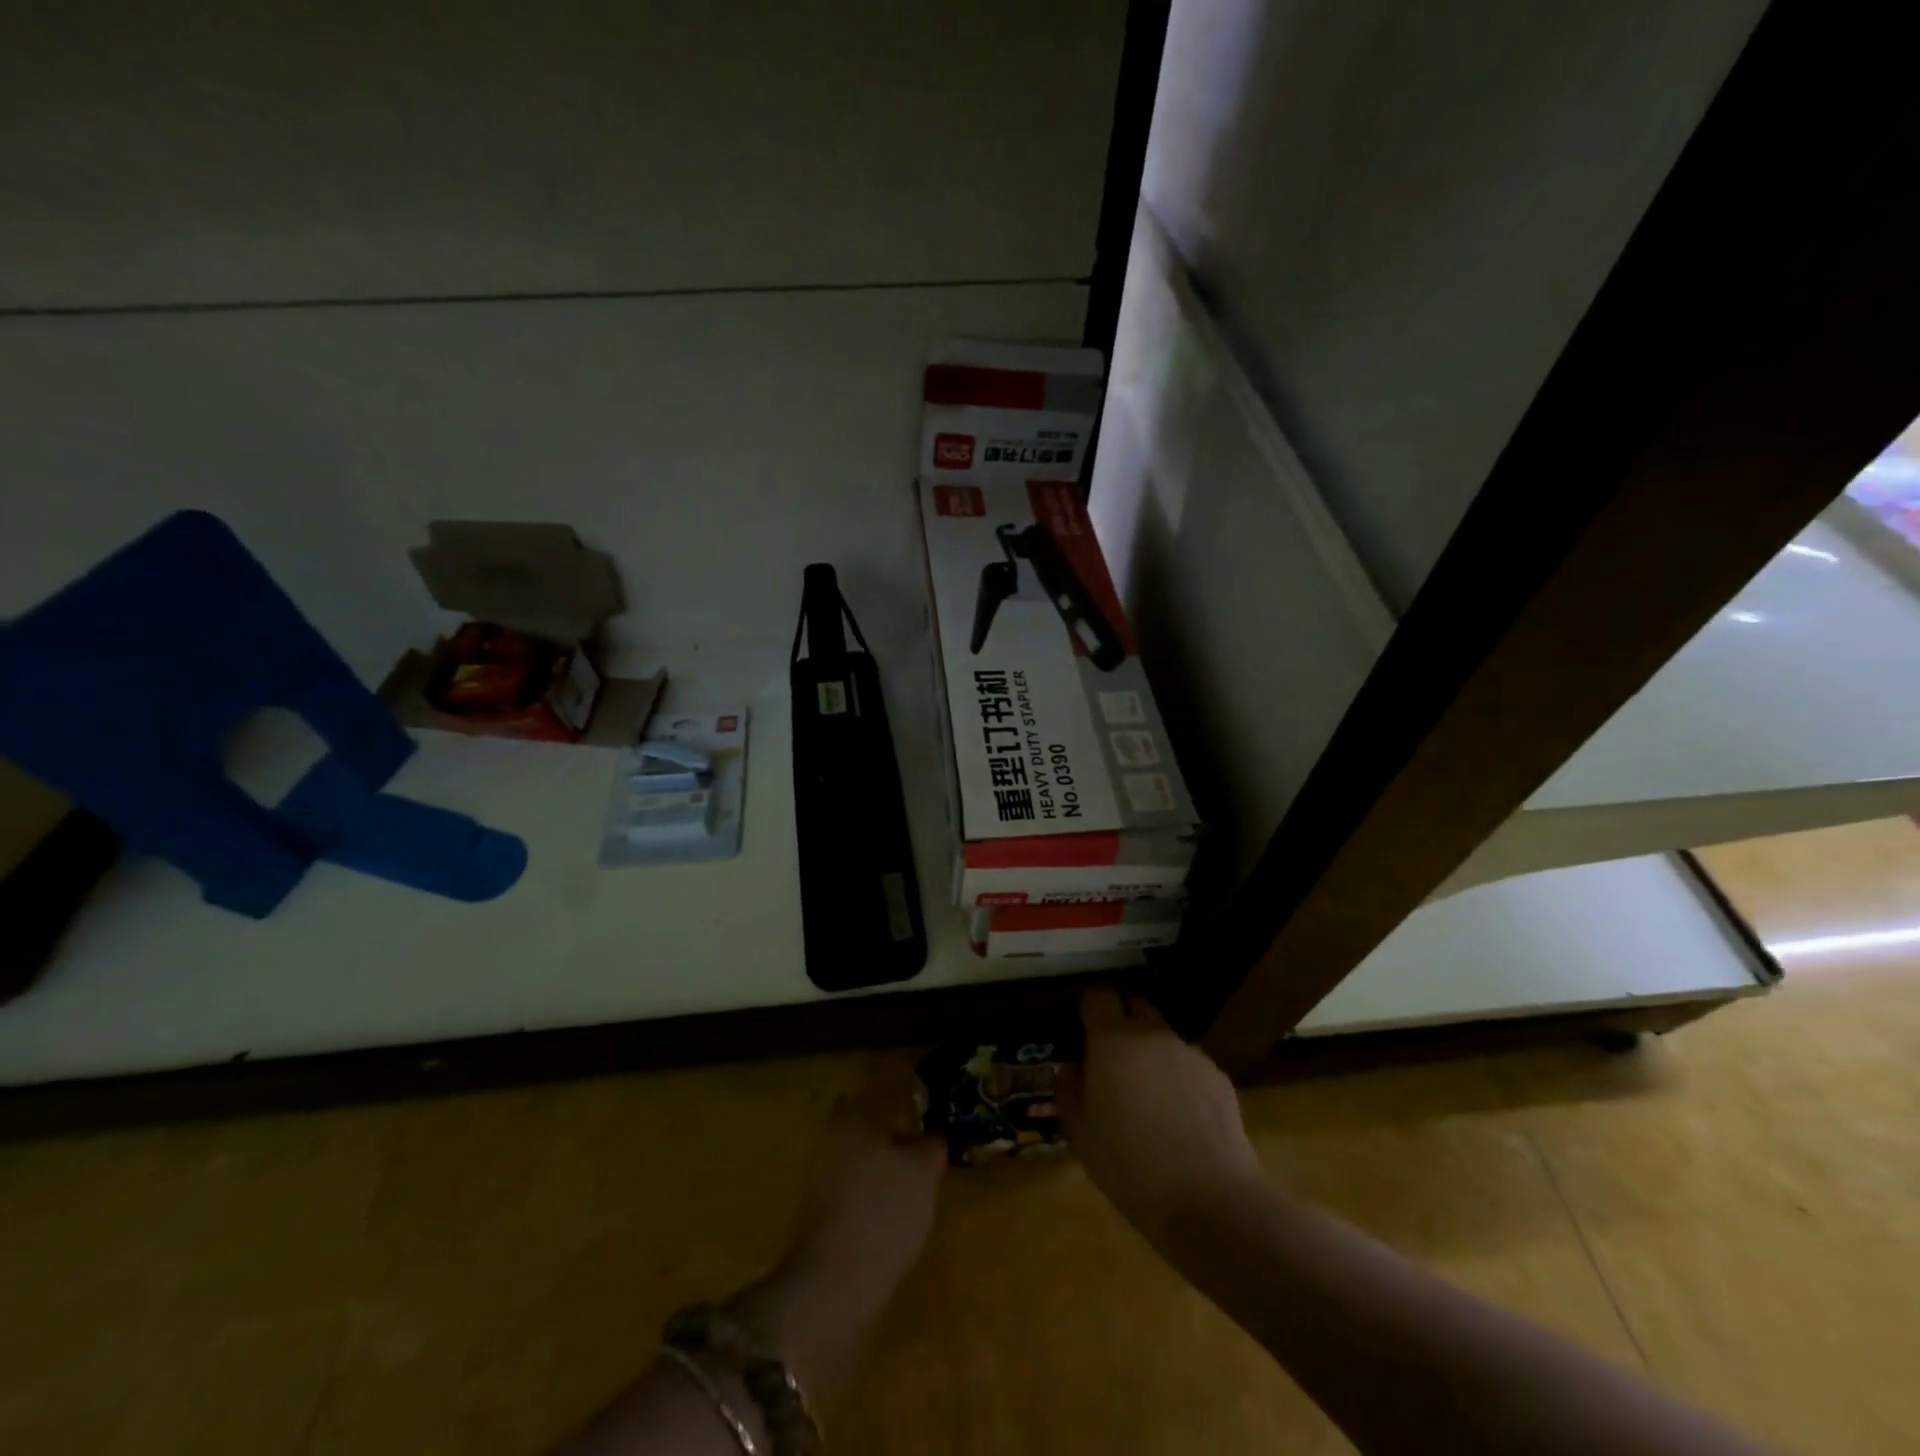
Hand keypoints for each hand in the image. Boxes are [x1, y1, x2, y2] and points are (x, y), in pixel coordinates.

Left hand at [728, 1058, 945, 1397]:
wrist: (832, 1283)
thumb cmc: (883, 1211)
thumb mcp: (924, 1170)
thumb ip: (932, 1142)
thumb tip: (933, 1134)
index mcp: (856, 1114)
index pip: (889, 1089)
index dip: (915, 1095)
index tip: (936, 1107)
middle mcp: (834, 1134)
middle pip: (872, 1119)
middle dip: (898, 1127)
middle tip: (930, 1140)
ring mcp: (822, 1172)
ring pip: (863, 1151)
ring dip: (887, 1157)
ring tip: (919, 1174)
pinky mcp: (821, 1207)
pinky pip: (856, 1182)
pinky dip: (875, 1185)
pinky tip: (896, 1204)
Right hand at [1056, 988, 1261, 1240]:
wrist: (1209, 1200)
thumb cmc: (1130, 1165)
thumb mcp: (1080, 1135)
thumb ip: (1068, 1091)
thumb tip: (1071, 1069)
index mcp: (1112, 1041)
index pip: (1098, 996)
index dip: (1091, 1009)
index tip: (1085, 1033)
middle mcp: (1152, 1035)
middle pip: (1135, 1008)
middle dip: (1123, 1027)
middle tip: (1114, 1066)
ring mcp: (1189, 1053)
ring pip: (1163, 1039)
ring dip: (1152, 1056)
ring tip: (1151, 1102)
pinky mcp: (1219, 1076)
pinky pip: (1189, 1066)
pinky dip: (1181, 1081)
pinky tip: (1182, 1122)